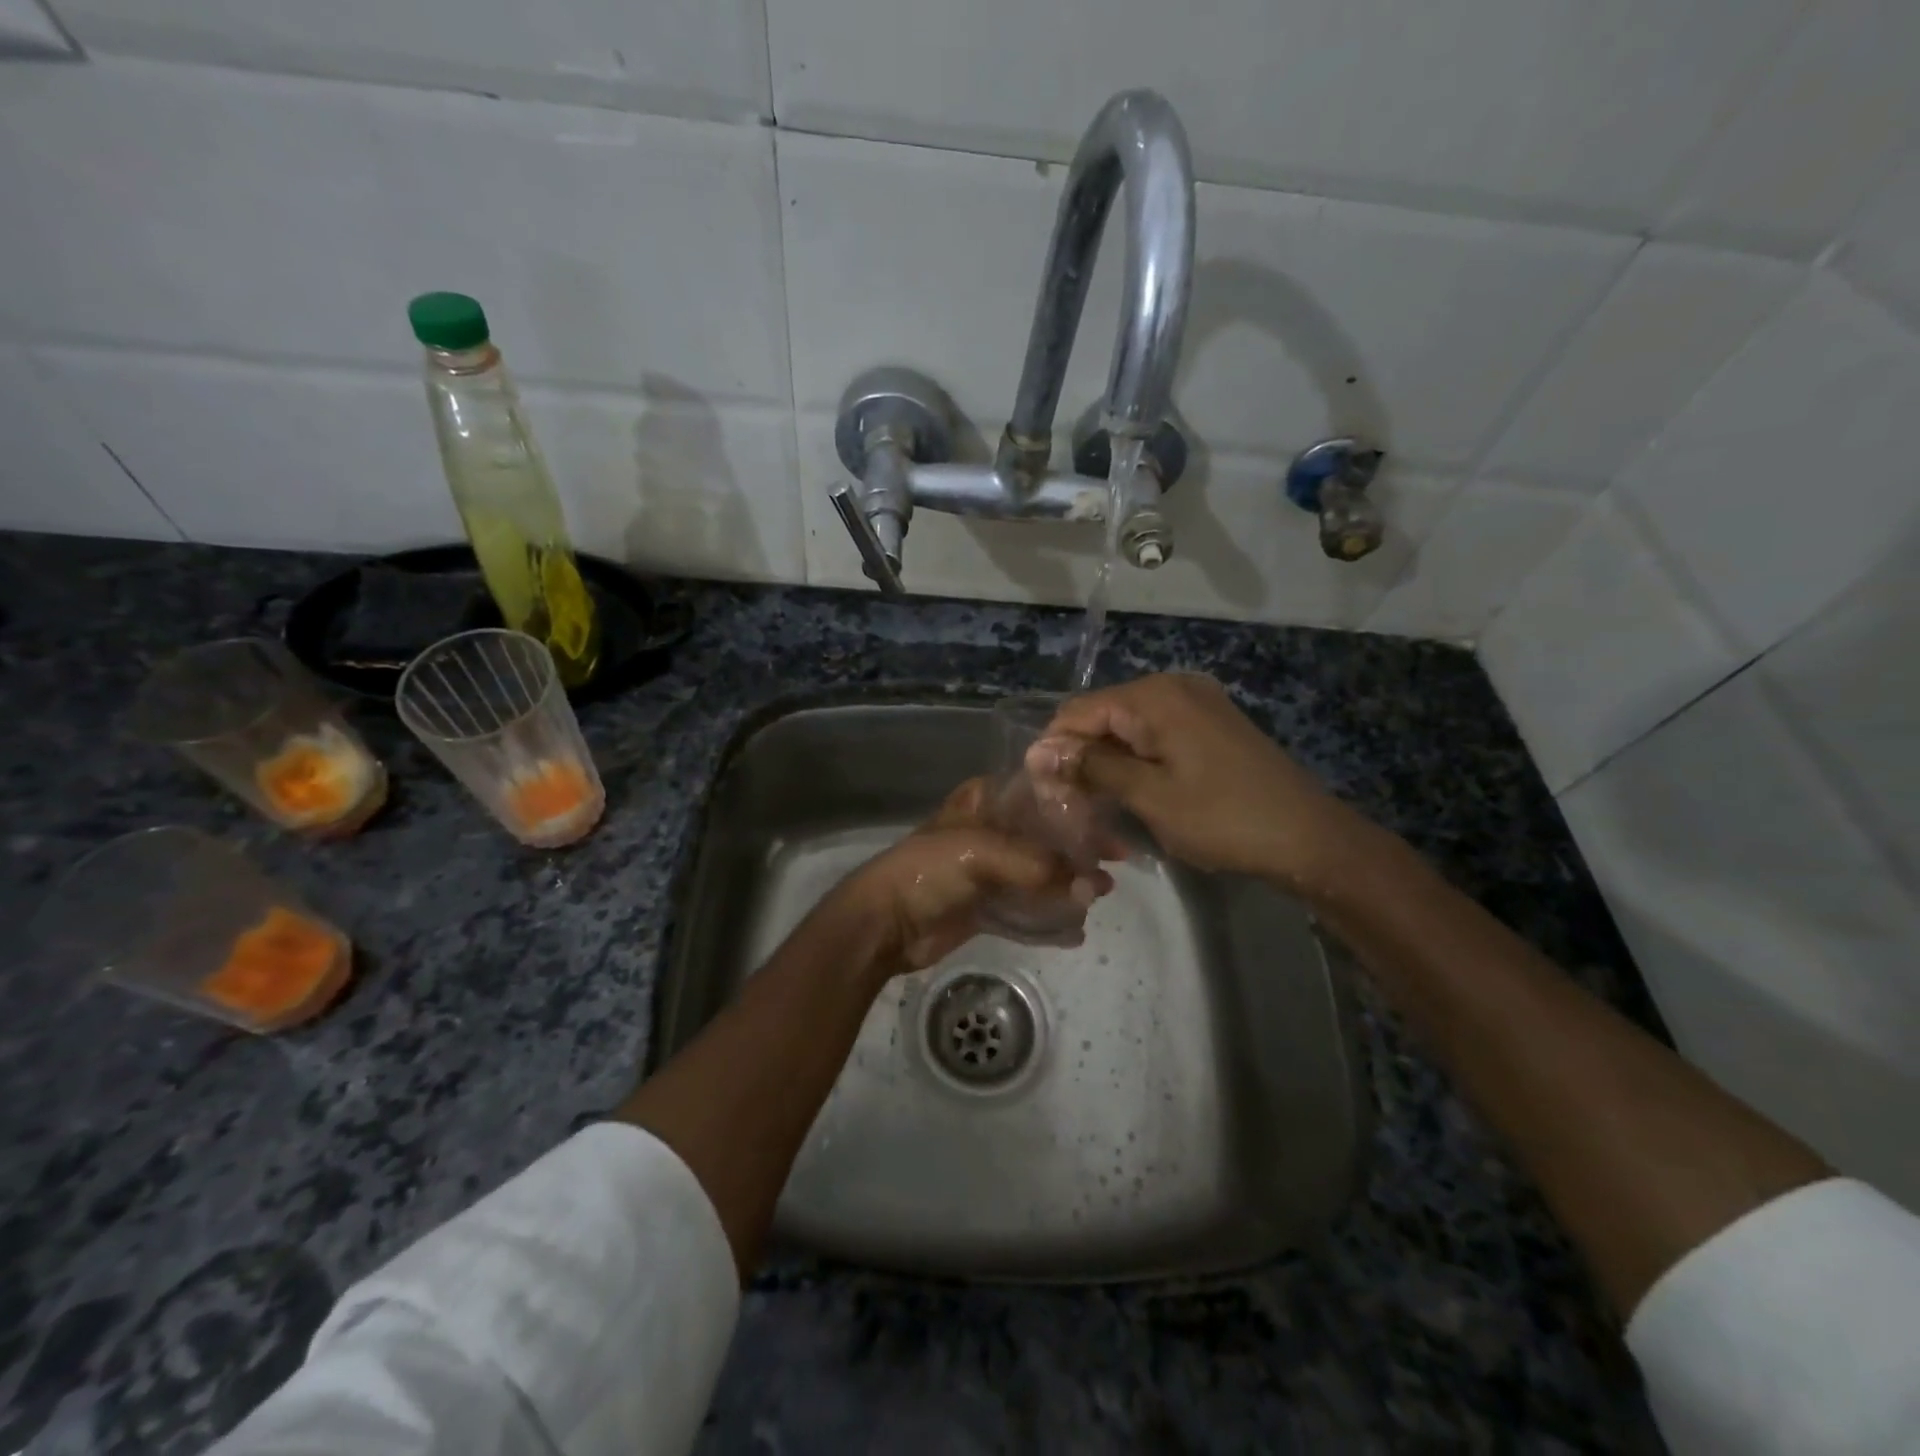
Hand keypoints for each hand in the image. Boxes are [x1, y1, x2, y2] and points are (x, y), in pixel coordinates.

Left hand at [833, 779, 1113, 974]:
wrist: (884, 922)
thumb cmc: (929, 869)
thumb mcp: (984, 852)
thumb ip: (1039, 865)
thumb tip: (1092, 886)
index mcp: (985, 803)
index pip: (1040, 795)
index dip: (1076, 806)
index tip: (1112, 819)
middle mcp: (990, 832)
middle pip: (1045, 836)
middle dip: (1080, 849)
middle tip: (1117, 861)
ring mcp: (988, 871)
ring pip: (1040, 873)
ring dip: (1070, 883)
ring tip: (1104, 893)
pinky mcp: (985, 906)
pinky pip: (1026, 910)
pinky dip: (1050, 918)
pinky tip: (1076, 929)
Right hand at [1028, 672, 1376, 897]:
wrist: (1307, 837)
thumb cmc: (1223, 818)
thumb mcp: (1149, 795)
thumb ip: (1092, 767)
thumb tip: (1039, 752)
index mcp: (1154, 696)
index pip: (1078, 711)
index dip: (1054, 749)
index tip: (1042, 793)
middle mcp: (1173, 686)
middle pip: (1102, 716)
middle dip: (1080, 757)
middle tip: (1069, 806)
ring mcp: (1196, 702)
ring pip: (1128, 727)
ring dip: (1108, 763)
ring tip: (1097, 806)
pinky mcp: (1210, 723)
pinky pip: (1156, 733)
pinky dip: (1137, 760)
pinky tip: (1133, 792)